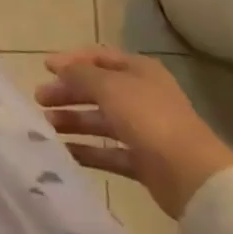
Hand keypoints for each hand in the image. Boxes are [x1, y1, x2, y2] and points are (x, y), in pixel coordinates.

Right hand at [35, 48, 232, 218]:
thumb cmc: (148, 118)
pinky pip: (108, 151)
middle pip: (97, 90)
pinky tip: (64, 152)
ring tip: (46, 127)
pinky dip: (87, 151)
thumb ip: (80, 75)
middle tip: (39, 100)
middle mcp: (141, 96)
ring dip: (73, 121)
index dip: (71, 61)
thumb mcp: (109, 86)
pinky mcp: (143, 161)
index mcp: (139, 71)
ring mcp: (144, 130)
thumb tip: (59, 68)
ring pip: (100, 121)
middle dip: (67, 93)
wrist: (192, 176)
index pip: (99, 58)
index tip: (44, 68)